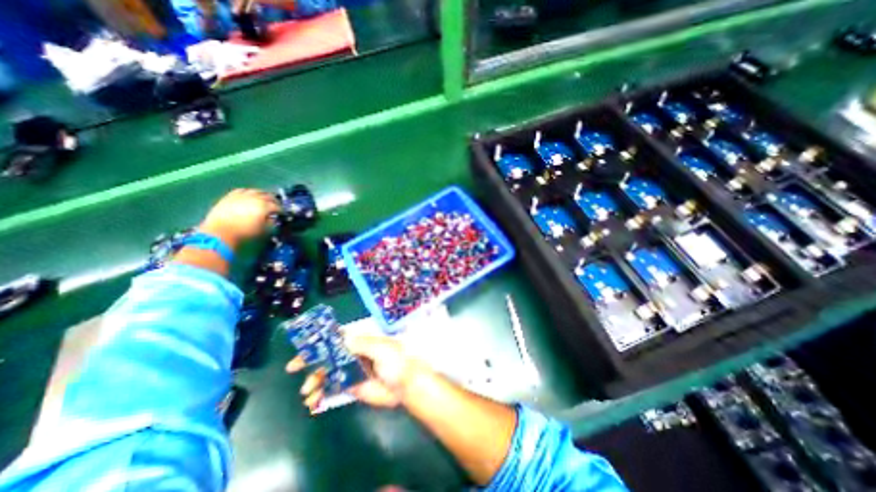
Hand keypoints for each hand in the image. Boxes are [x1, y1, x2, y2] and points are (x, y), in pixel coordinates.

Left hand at [200, 190, 277, 247]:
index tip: (283, 214)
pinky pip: (242, 191)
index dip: (281, 211)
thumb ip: (271, 223)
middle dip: (274, 201)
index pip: (277, 207)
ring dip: (262, 195)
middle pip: (268, 196)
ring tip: (264, 199)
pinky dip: (249, 193)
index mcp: (264, 206)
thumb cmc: (245, 233)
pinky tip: (249, 196)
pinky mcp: (230, 196)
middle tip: (277, 206)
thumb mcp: (263, 230)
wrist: (220, 233)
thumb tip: (274, 219)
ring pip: (256, 191)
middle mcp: (254, 198)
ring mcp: (241, 195)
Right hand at [287, 334, 425, 410]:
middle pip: (328, 354)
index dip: (320, 339)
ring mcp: (351, 370)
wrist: (406, 385)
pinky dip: (321, 393)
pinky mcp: (352, 386)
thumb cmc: (397, 361)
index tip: (304, 345)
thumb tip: (341, 337)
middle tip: (293, 368)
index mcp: (361, 340)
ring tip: (307, 392)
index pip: (337, 336)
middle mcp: (354, 353)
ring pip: (327, 372)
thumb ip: (361, 344)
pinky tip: (313, 402)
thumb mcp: (381, 348)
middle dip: (311, 360)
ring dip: (314, 380)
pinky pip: (332, 388)